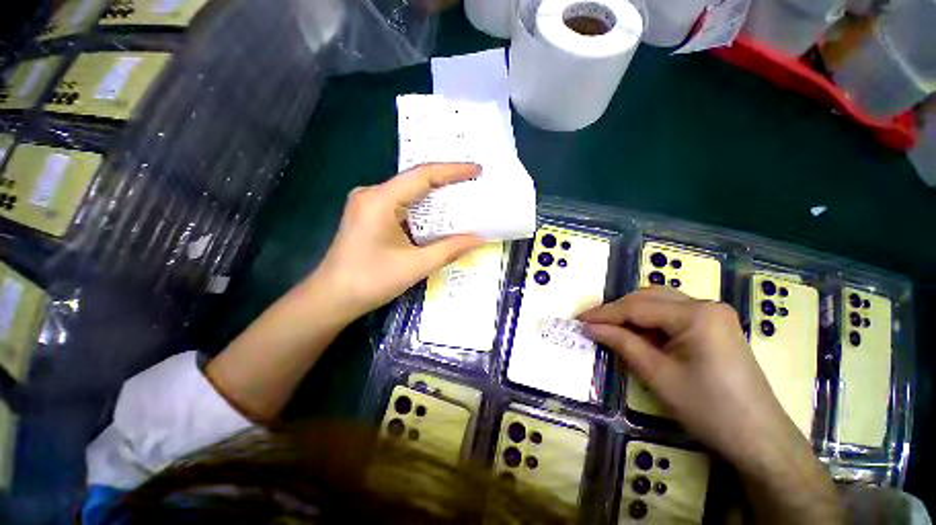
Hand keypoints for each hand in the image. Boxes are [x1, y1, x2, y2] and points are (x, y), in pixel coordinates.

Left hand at [311, 163, 483, 321]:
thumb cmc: (370, 282)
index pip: (422, 176)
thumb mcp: (415, 266)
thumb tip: (479, 238)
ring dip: (435, 196)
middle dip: (446, 182)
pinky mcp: (368, 215)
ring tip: (462, 197)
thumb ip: (449, 250)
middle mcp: (372, 194)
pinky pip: (401, 204)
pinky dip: (422, 208)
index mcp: (380, 200)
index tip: (477, 170)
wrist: (331, 299)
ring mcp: (368, 204)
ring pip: (409, 192)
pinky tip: (438, 215)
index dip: (453, 171)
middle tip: (473, 184)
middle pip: (415, 181)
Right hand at [578, 287, 796, 468]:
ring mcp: (713, 314)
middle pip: (648, 298)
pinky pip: (672, 314)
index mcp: (696, 314)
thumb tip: (589, 327)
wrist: (759, 439)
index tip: (579, 319)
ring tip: (610, 327)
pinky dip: (649, 320)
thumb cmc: (708, 409)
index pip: (637, 307)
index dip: (604, 313)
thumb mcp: (657, 375)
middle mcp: (706, 304)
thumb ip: (621, 343)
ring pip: (660, 302)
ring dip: (632, 312)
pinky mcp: (714, 326)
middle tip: (592, 323)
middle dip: (617, 310)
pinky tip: (637, 332)